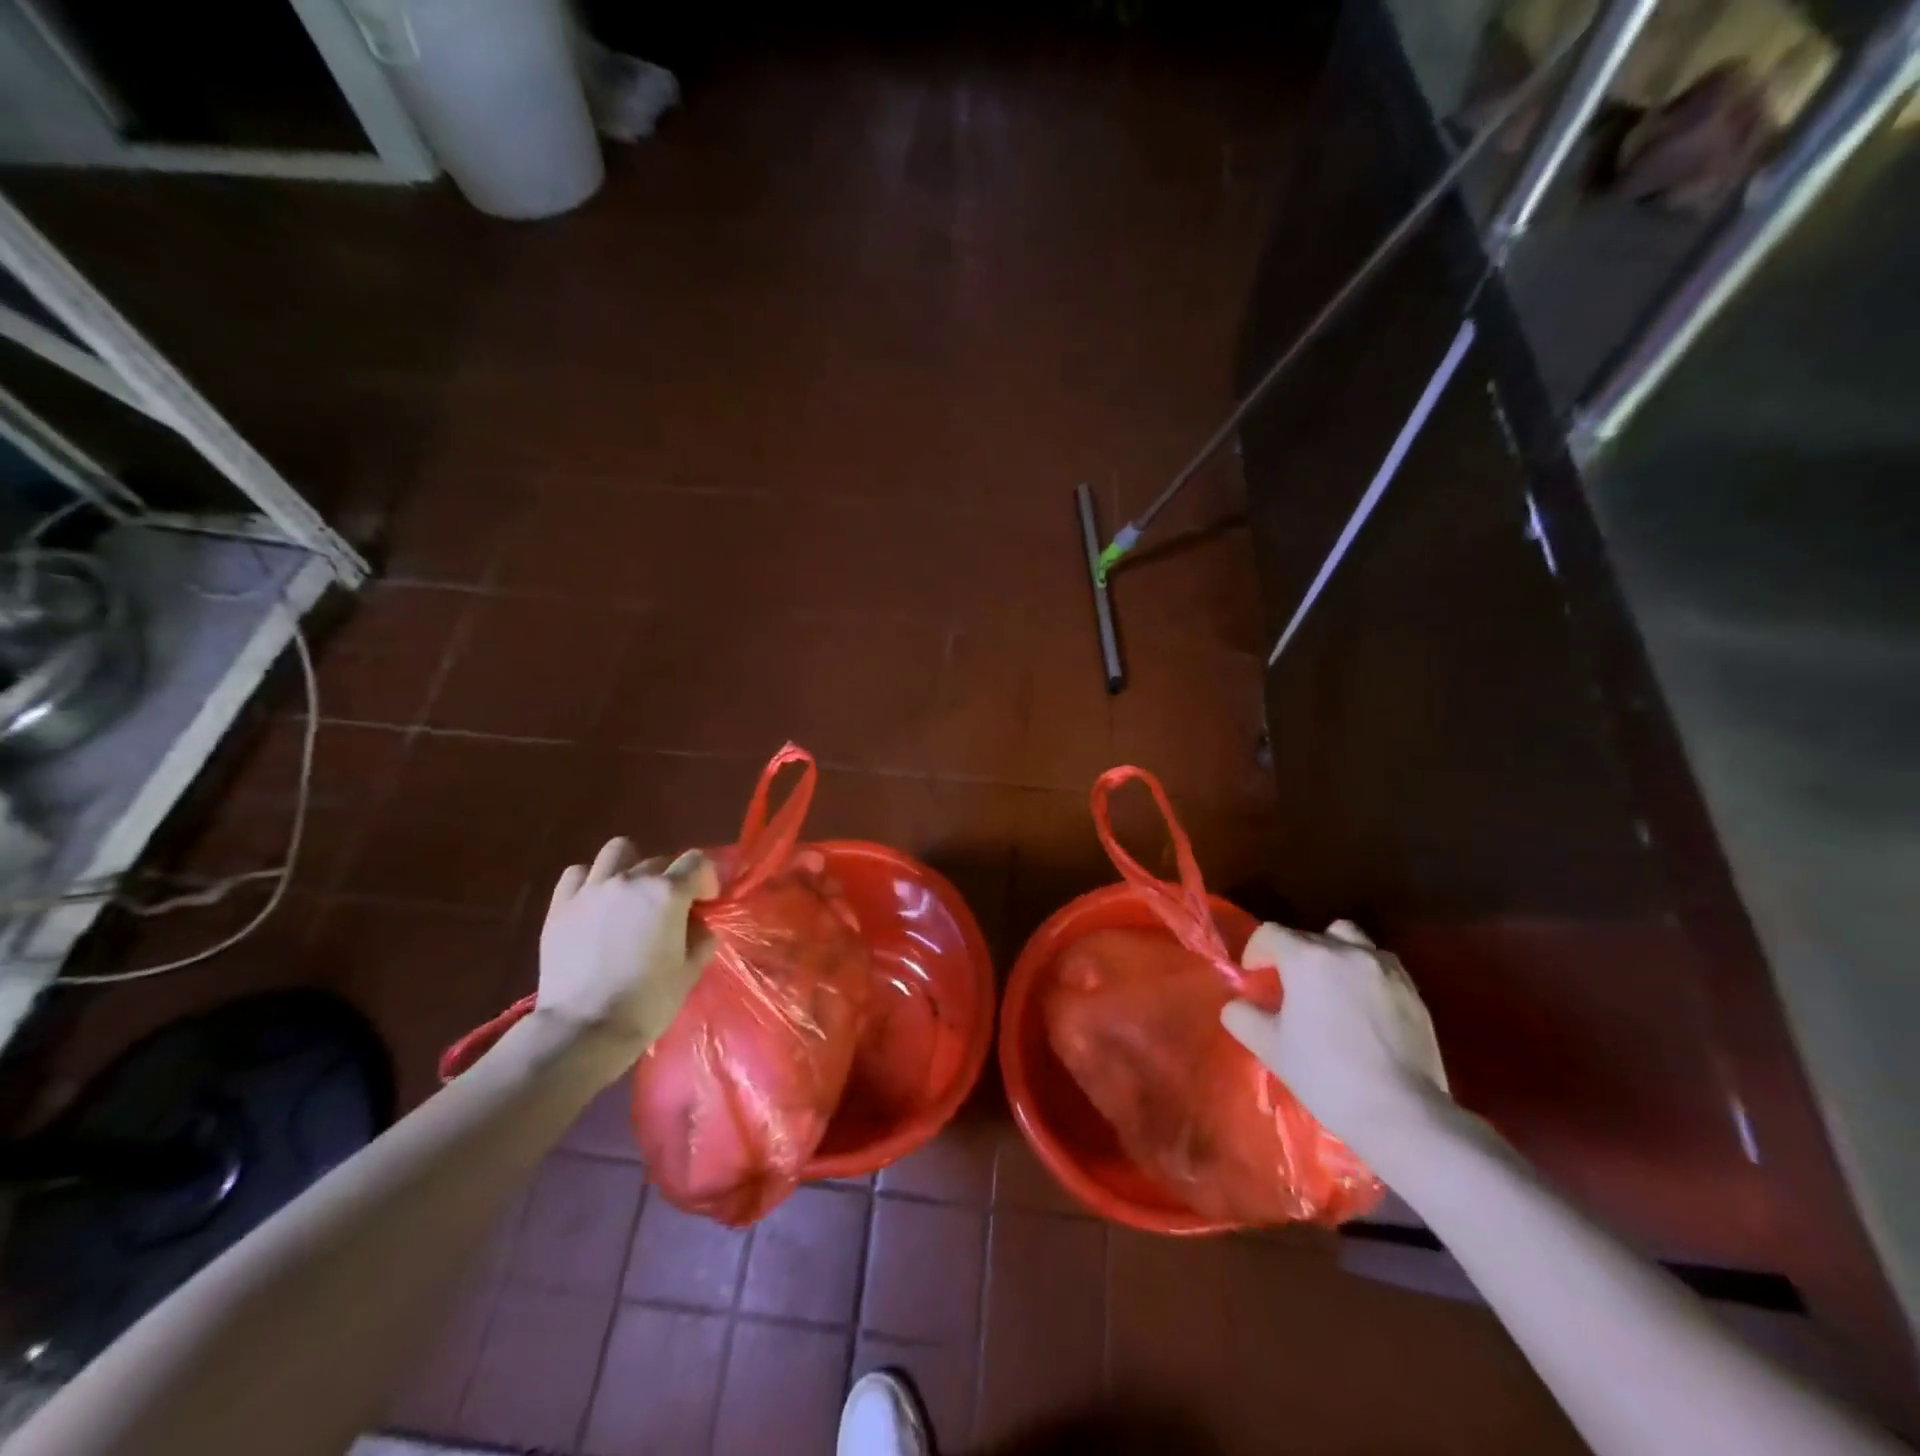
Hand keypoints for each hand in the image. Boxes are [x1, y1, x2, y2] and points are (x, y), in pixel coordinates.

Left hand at [537, 838, 720, 1047]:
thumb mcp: (690, 972)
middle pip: (660, 862)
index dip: (706, 880)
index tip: (704, 904)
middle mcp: (631, 880)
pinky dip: (591, 881)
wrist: (584, 1029)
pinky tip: (596, 904)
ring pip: (618, 852)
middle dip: (670, 881)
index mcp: (668, 893)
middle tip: (668, 912)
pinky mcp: (561, 905)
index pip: (697, 862)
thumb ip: (701, 939)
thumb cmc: (646, 1002)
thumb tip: (697, 925)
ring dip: (631, 867)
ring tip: (630, 895)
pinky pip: (578, 873)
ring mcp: (593, 889)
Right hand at [1220, 919, 1449, 1154]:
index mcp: (1308, 958)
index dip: (1255, 952)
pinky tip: (1362, 1007)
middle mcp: (1347, 951)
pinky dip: (1363, 973)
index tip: (1253, 977)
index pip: (1271, 933)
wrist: (1401, 1113)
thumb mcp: (1270, 1047)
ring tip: (1330, 987)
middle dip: (1292, 954)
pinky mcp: (1413, 991)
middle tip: (1288, 988)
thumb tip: (1237, 1005)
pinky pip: (1379, 964)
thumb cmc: (1326, 1074)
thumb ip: (1242, 1017)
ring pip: (1350, 939)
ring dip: (1333, 953)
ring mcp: (1385, 968)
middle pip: (1309, 935)